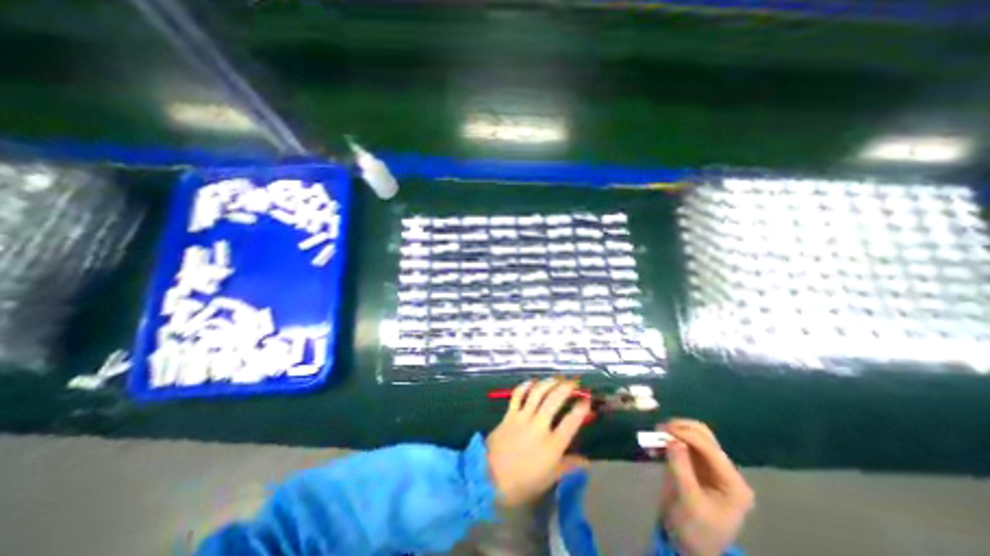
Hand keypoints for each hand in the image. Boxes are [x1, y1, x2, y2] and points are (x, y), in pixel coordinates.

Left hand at [487, 381, 589, 504]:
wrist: (490, 477)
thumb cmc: (523, 482)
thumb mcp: (549, 478)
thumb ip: (568, 466)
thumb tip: (586, 461)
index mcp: (552, 444)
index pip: (571, 421)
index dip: (581, 408)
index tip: (586, 399)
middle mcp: (539, 426)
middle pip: (555, 400)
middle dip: (566, 388)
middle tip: (573, 382)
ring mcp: (523, 417)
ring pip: (537, 392)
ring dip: (549, 382)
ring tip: (557, 378)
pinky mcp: (510, 414)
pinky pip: (518, 394)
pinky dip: (526, 385)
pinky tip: (533, 381)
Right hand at [661, 419, 754, 553]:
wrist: (689, 548)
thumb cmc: (695, 531)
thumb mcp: (689, 502)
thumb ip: (681, 468)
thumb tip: (672, 439)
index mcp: (732, 483)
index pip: (710, 448)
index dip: (687, 434)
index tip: (664, 429)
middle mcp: (723, 470)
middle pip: (704, 436)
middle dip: (681, 429)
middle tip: (659, 429)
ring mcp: (708, 466)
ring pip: (692, 436)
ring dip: (673, 432)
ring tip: (655, 435)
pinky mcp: (693, 465)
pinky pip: (681, 444)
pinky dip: (667, 440)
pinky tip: (654, 445)